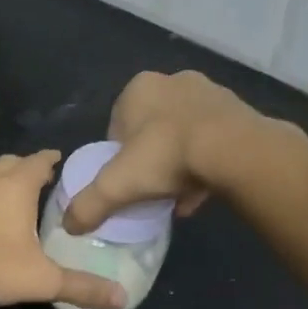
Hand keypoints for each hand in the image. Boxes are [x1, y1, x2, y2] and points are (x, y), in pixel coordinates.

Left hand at [0, 151, 127, 308]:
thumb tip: (122, 298)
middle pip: (7, 163)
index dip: (50, 159)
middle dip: (22, 168)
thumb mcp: (42, 280)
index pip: (38, 161)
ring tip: (0, 195)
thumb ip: (82, 287)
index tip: (57, 160)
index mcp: (15, 186)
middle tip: (33, 181)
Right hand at [62, 71, 281, 234]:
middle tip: (153, 188)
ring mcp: (210, 93)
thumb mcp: (116, 186)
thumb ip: (88, 205)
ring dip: (180, 163)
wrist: (234, 150)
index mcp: (138, 88)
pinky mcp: (239, 110)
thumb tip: (68, 226)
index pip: (117, 126)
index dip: (118, 157)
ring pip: (184, 134)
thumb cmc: (165, 156)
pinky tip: (205, 191)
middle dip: (151, 159)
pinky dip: (207, 162)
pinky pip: (214, 139)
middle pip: (152, 129)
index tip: (126, 181)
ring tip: (179, 197)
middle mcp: (173, 82)